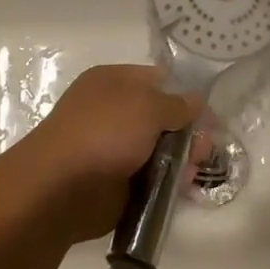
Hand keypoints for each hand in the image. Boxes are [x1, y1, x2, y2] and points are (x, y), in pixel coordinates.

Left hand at [12, 65, 201, 241]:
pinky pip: (151, 178)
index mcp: (113, 82)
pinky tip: (183, 188)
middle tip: (203, 149)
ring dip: (181, 159)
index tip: (209, 115)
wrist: (61, 188)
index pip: (157, 80)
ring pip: (159, 150)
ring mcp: (114, 149)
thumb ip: (177, 104)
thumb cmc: (104, 132)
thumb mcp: (147, 106)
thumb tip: (196, 102)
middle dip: (187, 132)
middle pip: (162, 118)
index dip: (184, 94)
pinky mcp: (117, 183)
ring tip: (192, 172)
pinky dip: (168, 183)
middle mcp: (114, 112)